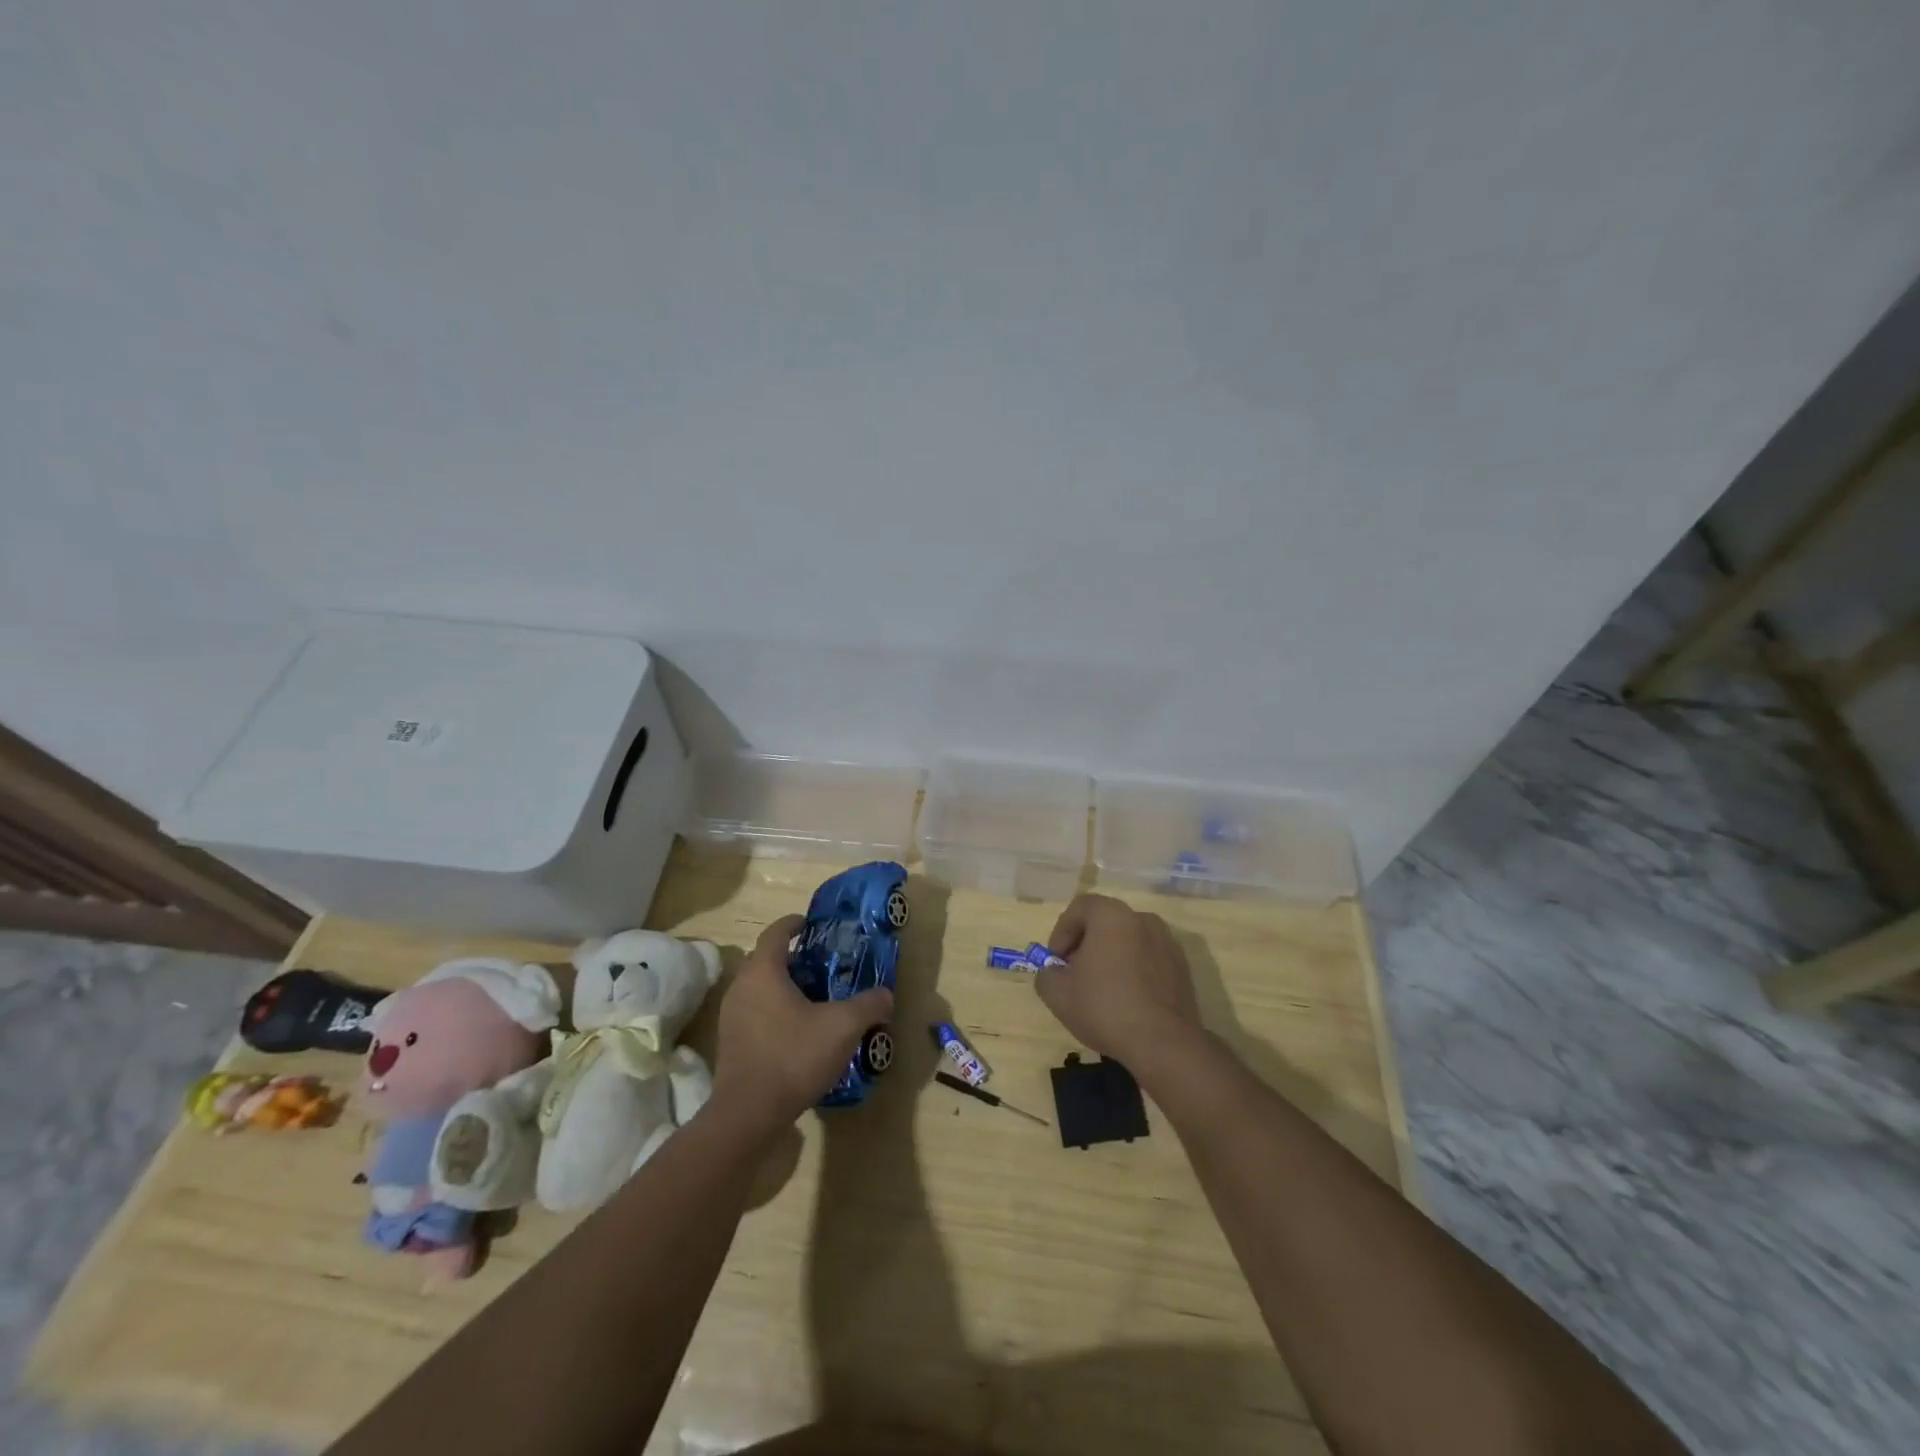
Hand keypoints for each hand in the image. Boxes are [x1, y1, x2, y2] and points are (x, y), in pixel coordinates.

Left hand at [712, 915, 893, 1129]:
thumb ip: (868, 1005)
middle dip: (792, 956)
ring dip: (783, 985)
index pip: (775, 932)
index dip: (794, 923)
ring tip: (814, 996)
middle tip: (821, 962)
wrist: (748, 1115)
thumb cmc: (794, 1057)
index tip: (811, 923)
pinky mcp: (731, 1043)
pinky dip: (774, 1009)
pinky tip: (799, 1029)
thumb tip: (886, 995)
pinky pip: (755, 1012)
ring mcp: (731, 1016)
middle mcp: (741, 987)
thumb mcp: (843, 1027)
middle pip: (765, 959)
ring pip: (759, 987)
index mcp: (763, 972)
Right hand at [1036, 895, 1202, 1074]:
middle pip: (1105, 923)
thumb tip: (1053, 972)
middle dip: (1085, 945)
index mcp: (1112, 915)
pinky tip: (1127, 1001)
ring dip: (1111, 958)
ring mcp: (1167, 943)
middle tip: (1075, 975)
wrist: (1164, 1043)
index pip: (1080, 908)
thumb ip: (1046, 974)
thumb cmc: (1105, 1007)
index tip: (1056, 961)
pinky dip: (1134, 971)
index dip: (1062, 932)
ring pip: (1129, 941)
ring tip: (1101, 990)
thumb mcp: (1057, 994)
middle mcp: (1143, 919)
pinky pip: (1149, 960)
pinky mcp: (1183, 968)